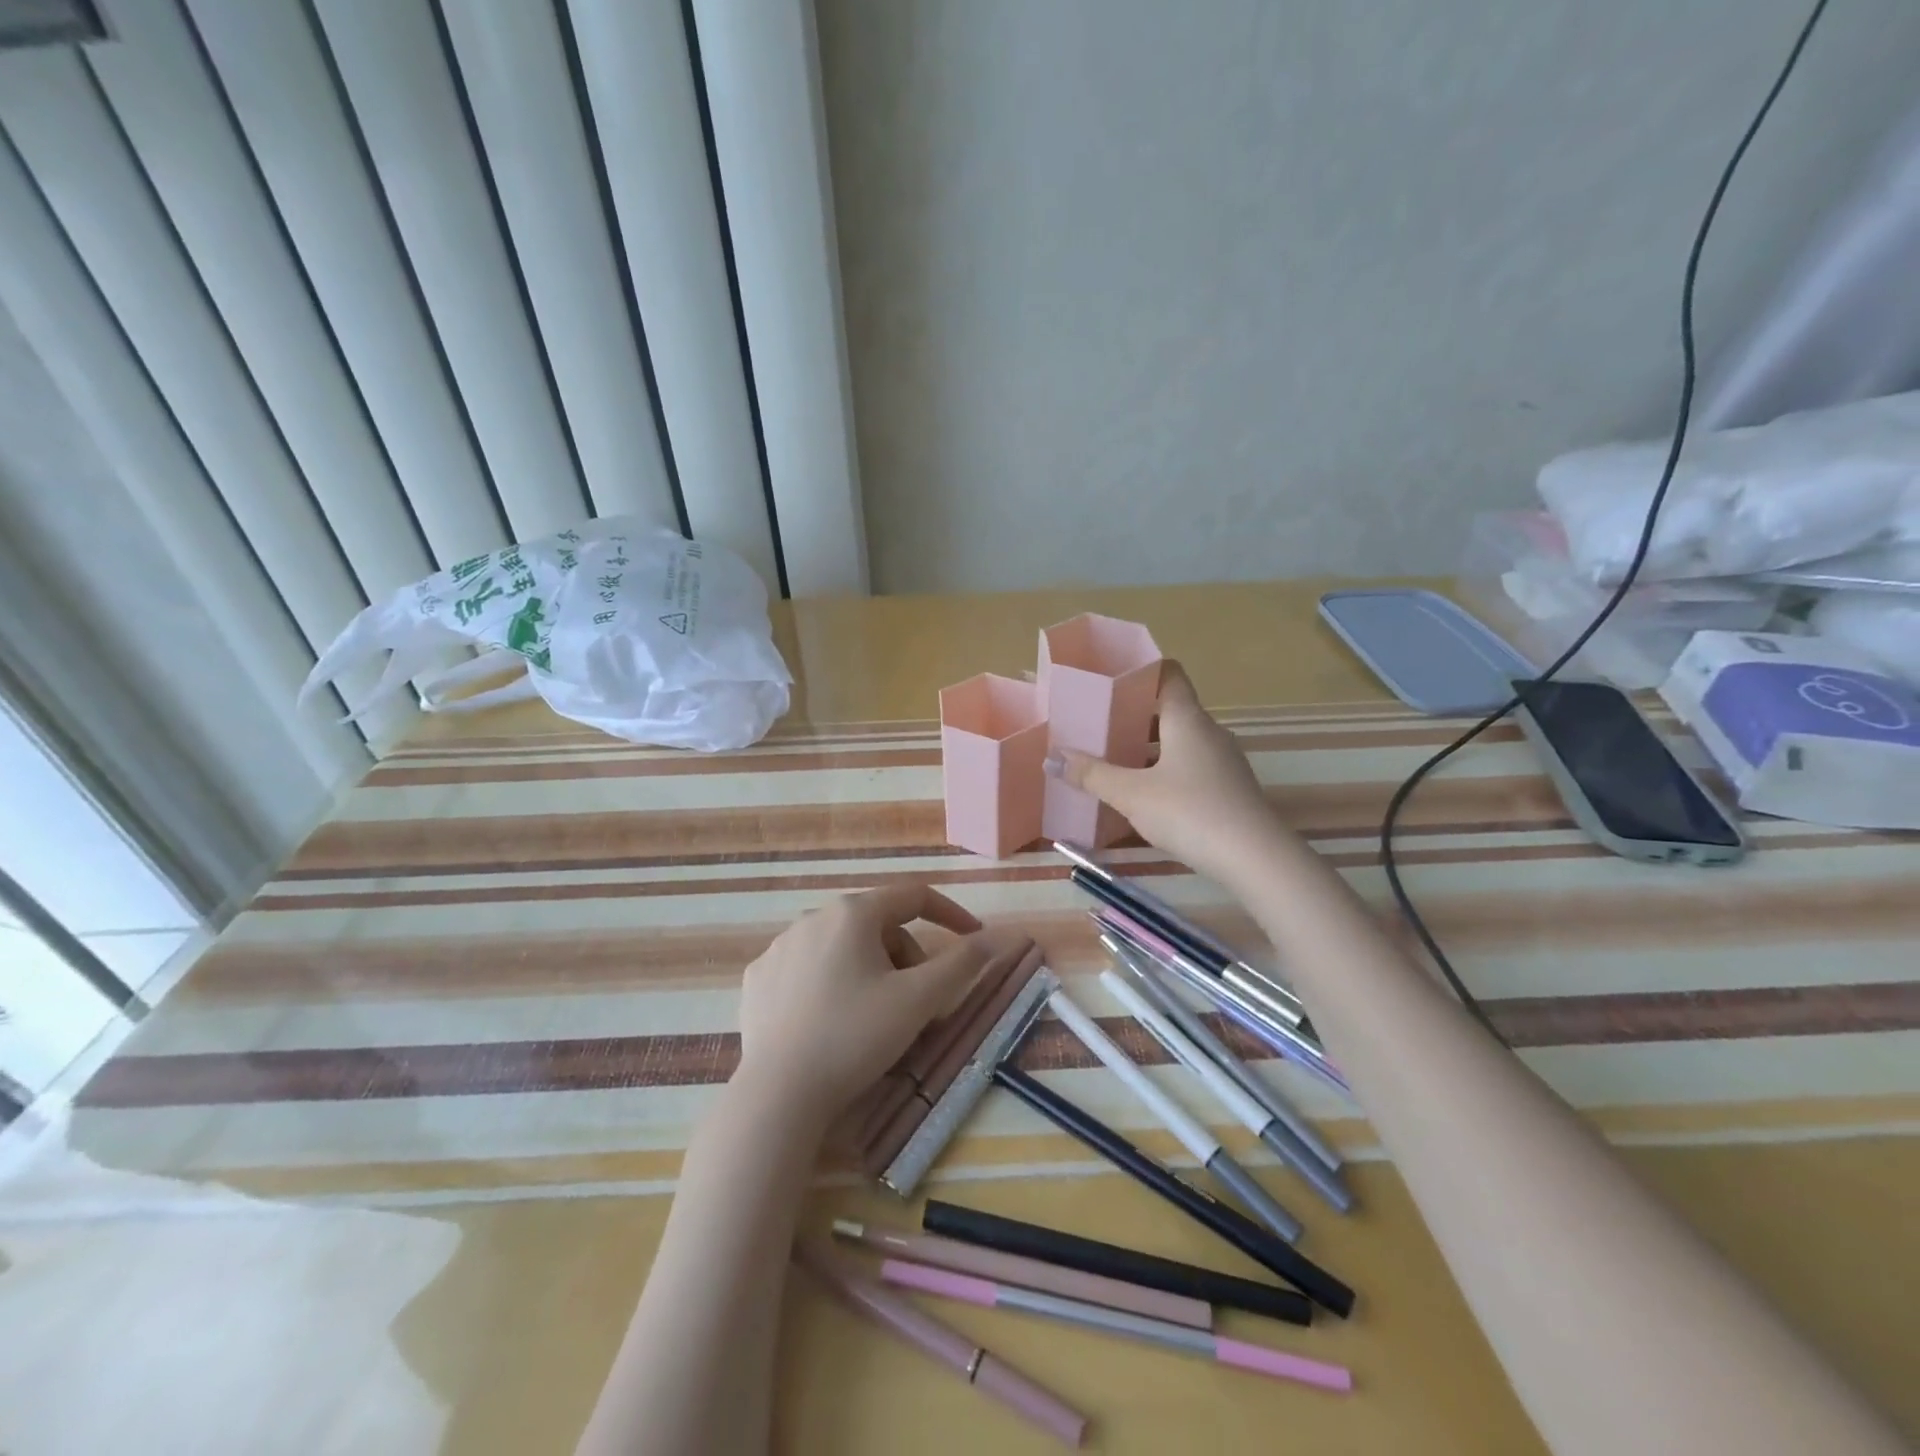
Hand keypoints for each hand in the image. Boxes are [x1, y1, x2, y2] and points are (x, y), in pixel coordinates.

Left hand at [733, 884, 1013, 1126]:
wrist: (777, 1094)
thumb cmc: (854, 1037)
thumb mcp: (918, 1000)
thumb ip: (963, 963)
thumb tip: (1002, 936)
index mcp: (853, 913)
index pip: (914, 896)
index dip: (951, 914)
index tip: (974, 940)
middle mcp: (813, 917)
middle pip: (879, 926)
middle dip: (908, 957)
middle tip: (921, 1003)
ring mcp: (780, 947)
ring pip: (843, 947)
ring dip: (872, 971)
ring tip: (876, 1017)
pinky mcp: (759, 978)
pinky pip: (809, 968)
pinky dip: (832, 984)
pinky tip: (832, 1021)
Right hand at [1051, 661, 1283, 884]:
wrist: (1256, 859)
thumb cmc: (1190, 812)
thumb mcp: (1131, 794)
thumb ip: (1091, 774)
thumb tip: (1052, 757)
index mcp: (1187, 719)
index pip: (1168, 674)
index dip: (1139, 670)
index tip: (1107, 678)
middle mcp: (1208, 731)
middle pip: (1169, 708)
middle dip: (1132, 714)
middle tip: (1095, 722)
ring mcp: (1222, 760)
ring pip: (1178, 740)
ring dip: (1147, 746)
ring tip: (1110, 757)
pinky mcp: (1228, 788)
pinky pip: (1189, 765)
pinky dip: (1163, 769)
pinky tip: (1141, 792)